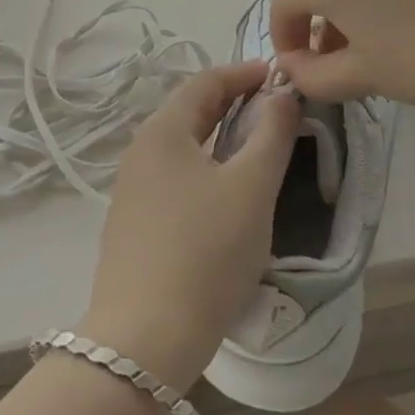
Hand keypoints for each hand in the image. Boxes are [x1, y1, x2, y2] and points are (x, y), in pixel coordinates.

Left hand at [79, 61, 298, 390]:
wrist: (144, 341)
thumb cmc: (205, 251)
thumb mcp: (251, 188)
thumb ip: (272, 135)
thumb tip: (282, 96)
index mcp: (162, 131)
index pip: (206, 83)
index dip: (244, 73)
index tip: (280, 76)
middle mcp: (140, 151)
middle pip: (190, 112)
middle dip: (233, 103)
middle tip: (274, 108)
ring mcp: (132, 191)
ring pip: (183, 147)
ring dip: (219, 138)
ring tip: (256, 148)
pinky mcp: (133, 226)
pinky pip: (174, 178)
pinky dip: (205, 169)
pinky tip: (225, 194)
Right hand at [267, 0, 414, 115]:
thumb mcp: (363, 76)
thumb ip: (313, 75)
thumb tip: (290, 68)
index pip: (284, 2)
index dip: (284, 39)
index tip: (300, 72)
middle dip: (308, 18)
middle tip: (325, 59)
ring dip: (336, 4)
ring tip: (359, 45)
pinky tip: (392, 22)